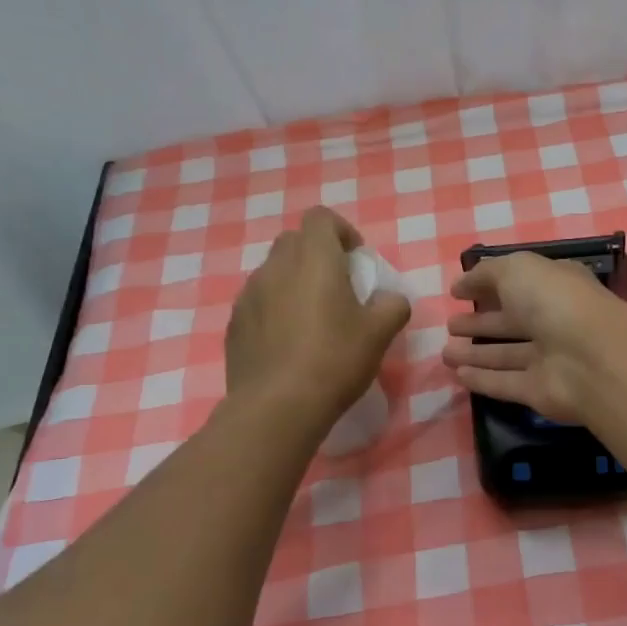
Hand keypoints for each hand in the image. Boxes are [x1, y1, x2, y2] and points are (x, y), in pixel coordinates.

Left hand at [226, 208, 410, 426]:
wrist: (276, 407)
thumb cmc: (335, 359)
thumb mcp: (380, 332)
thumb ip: (392, 304)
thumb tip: (390, 298)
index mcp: (313, 259)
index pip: (321, 218)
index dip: (341, 231)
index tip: (356, 260)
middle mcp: (275, 267)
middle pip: (294, 241)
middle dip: (316, 255)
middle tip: (338, 287)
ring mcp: (248, 295)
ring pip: (273, 272)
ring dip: (294, 283)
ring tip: (312, 319)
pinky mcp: (234, 325)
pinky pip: (258, 303)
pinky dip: (274, 310)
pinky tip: (289, 344)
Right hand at [441, 251, 626, 422]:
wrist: (590, 358)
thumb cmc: (554, 301)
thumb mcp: (517, 269)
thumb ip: (487, 273)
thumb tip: (461, 284)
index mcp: (556, 286)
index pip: (521, 283)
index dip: (490, 285)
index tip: (458, 292)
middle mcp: (555, 321)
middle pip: (512, 322)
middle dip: (481, 322)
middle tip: (450, 325)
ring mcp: (550, 358)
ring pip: (507, 354)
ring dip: (476, 353)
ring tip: (445, 352)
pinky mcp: (541, 392)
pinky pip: (507, 383)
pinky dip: (484, 380)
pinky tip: (458, 375)